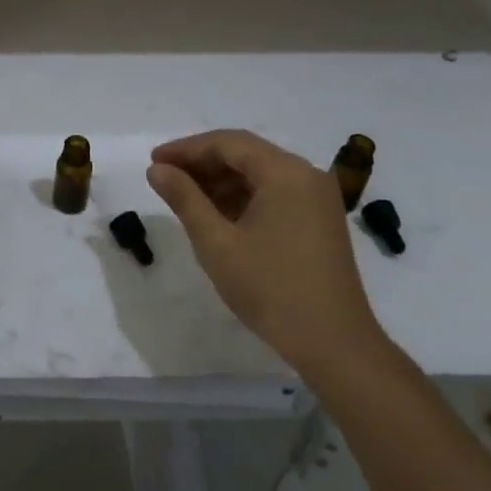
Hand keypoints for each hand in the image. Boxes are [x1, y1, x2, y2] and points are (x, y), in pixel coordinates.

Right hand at [147, 130, 386, 379]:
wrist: (336, 347)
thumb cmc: (272, 290)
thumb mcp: (217, 243)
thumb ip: (184, 199)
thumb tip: (157, 169)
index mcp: (285, 173)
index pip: (227, 143)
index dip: (187, 148)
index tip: (154, 161)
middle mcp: (305, 175)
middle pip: (245, 154)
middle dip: (202, 163)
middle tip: (165, 177)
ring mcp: (316, 199)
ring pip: (259, 173)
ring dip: (220, 180)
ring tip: (184, 196)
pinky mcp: (319, 220)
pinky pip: (274, 193)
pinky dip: (242, 197)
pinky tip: (216, 214)